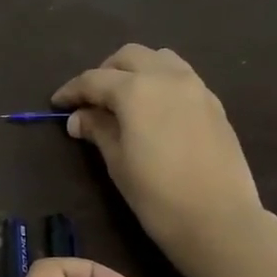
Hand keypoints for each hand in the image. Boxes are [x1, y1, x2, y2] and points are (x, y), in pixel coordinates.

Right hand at [52, 44, 262, 259]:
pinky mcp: (214, 104)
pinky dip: (161, 83)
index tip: (57, 104)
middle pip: (129, 57)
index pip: (94, 80)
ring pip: (160, 59)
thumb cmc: (157, 195)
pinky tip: (155, 111)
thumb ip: (98, 130)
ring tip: (125, 100)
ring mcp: (196, 87)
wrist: (219, 219)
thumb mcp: (118, 163)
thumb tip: (79, 117)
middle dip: (105, 72)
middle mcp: (167, 77)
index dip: (72, 90)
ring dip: (137, 70)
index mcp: (136, 90)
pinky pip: (182, 77)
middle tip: (92, 100)